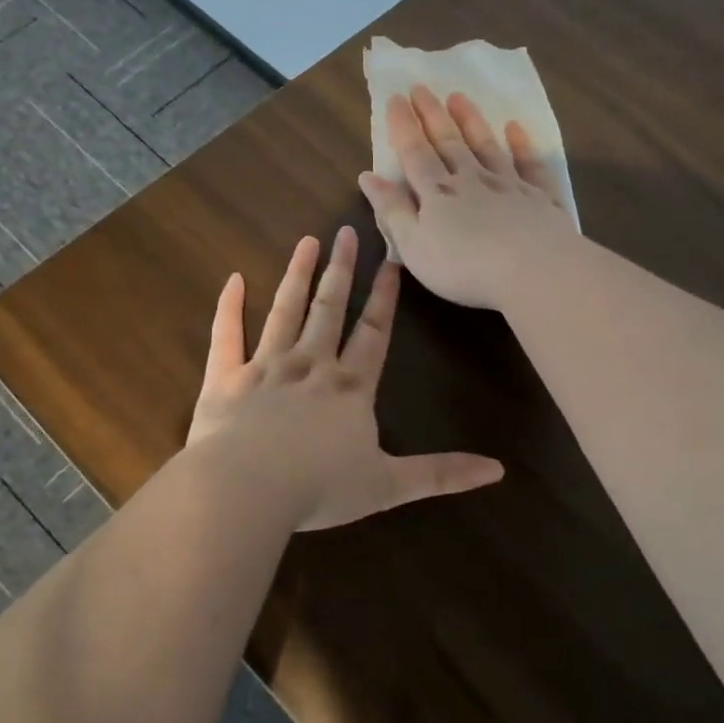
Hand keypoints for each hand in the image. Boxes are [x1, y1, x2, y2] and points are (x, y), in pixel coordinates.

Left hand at [185, 225, 503, 532]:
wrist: (245, 491)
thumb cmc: (319, 488)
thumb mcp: (389, 485)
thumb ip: (441, 474)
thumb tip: (498, 470)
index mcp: (350, 388)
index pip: (373, 332)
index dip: (384, 297)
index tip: (391, 261)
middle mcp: (310, 366)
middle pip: (329, 309)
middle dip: (341, 270)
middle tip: (346, 231)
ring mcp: (266, 367)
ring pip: (285, 311)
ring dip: (297, 275)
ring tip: (307, 242)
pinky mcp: (226, 379)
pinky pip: (226, 336)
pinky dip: (229, 307)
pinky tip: (233, 279)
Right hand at [358, 85, 575, 311]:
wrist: (532, 270)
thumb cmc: (463, 267)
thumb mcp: (414, 246)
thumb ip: (392, 211)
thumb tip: (368, 176)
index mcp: (437, 193)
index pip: (415, 153)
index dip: (403, 126)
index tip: (395, 98)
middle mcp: (472, 180)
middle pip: (449, 142)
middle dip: (432, 115)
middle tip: (421, 87)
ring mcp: (509, 185)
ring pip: (486, 146)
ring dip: (471, 121)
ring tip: (459, 96)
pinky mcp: (540, 197)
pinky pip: (529, 164)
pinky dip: (522, 144)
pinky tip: (516, 128)